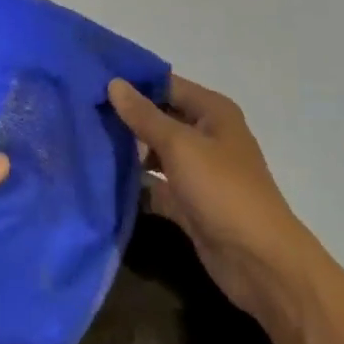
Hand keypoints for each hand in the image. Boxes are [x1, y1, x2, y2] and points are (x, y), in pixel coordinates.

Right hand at [108, 76, 319, 328]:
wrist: (260, 263)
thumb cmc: (223, 190)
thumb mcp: (180, 146)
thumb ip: (144, 116)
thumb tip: (114, 83)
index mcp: (212, 112)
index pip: (166, 84)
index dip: (133, 82)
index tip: (93, 80)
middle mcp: (206, 136)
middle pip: (160, 117)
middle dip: (126, 117)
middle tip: (82, 111)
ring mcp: (198, 172)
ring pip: (156, 152)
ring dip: (128, 151)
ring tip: (86, 142)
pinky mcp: (189, 204)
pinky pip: (157, 186)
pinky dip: (136, 184)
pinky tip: (103, 182)